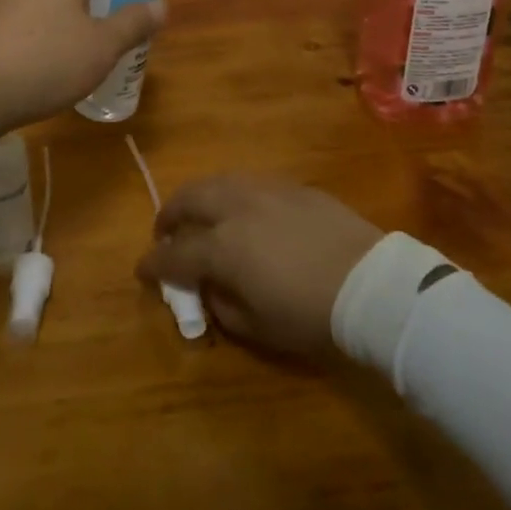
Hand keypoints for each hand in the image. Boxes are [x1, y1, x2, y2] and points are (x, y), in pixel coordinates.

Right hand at [135, 176, 382, 355]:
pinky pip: (247, 182)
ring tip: (199, 215)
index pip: (174, 253)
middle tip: (165, 232)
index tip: (142, 270)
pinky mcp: (290, 185)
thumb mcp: (258, 327)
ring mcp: (263, 189)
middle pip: (188, 199)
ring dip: (198, 198)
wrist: (367, 282)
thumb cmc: (309, 314)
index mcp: (221, 247)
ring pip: (216, 182)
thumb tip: (208, 286)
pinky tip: (240, 209)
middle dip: (169, 215)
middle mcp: (234, 207)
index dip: (153, 263)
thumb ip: (222, 304)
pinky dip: (231, 194)